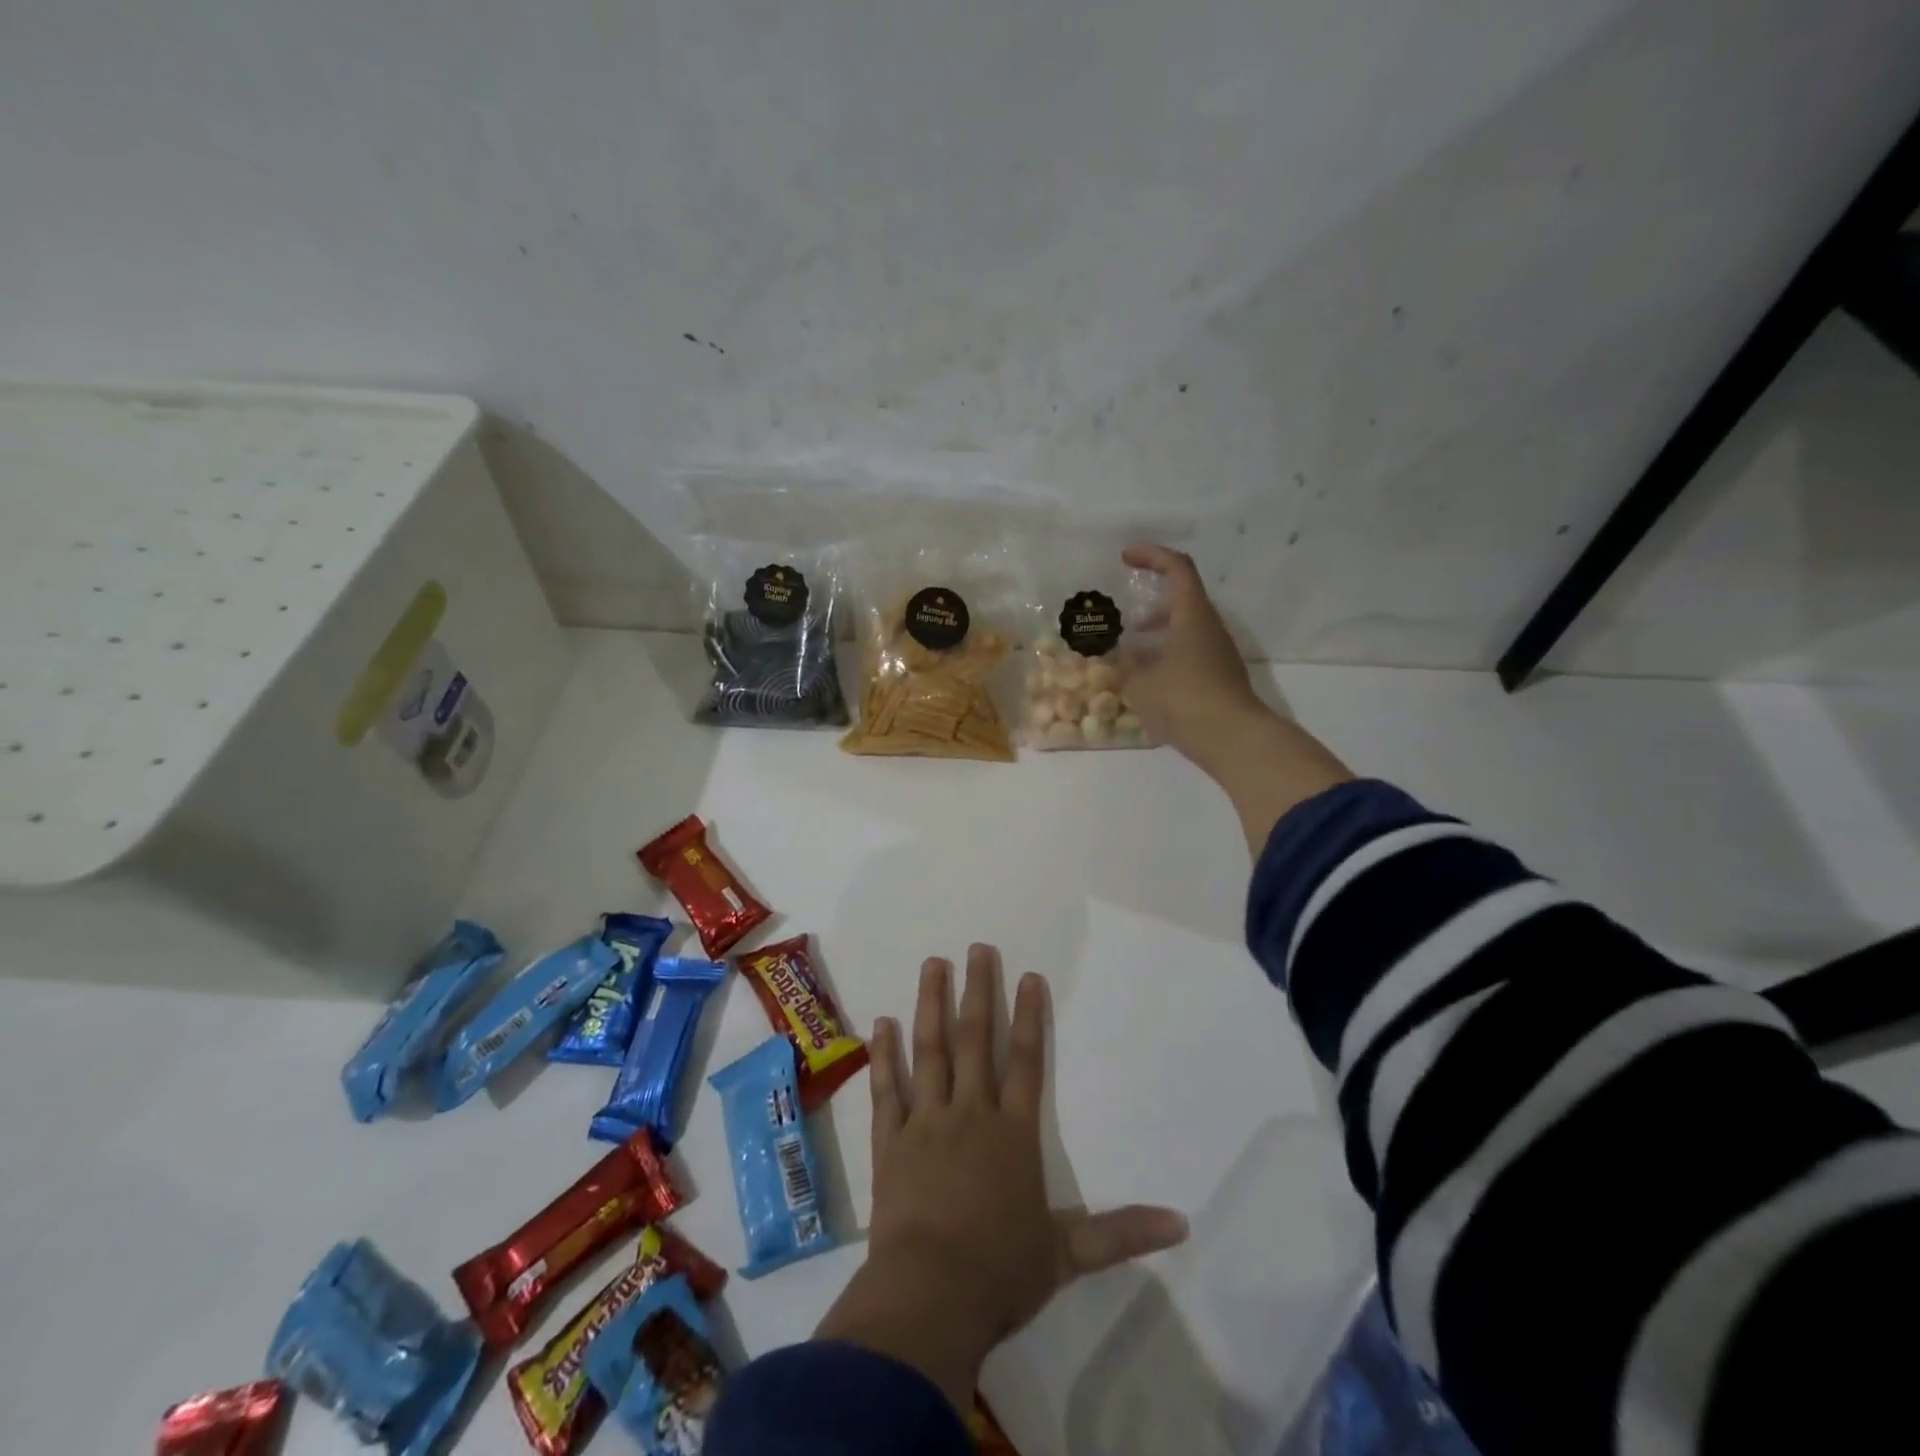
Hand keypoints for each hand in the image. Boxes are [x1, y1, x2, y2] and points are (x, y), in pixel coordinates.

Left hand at [815, 947, 1187, 1413]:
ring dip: (931, 1005)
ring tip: (933, 964)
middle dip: (978, 991)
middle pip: (976, 1040)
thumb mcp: (1069, 1255)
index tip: (1029, 976)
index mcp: (1013, 1133)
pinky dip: (885, 1055)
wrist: (930, 1296)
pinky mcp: (890, 1141)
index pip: (1027, 1061)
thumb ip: (1122, 1233)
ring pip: (930, 1050)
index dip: (1030, 1016)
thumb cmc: (1001, 1272)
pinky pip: (888, 1088)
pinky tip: (882, 1023)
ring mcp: (926, 1122)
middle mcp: (971, 1114)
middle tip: (976, 949)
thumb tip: (1182, 1224)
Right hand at [1122, 544, 1352, 853]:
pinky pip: (1191, 653)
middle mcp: (1210, 627)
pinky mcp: (1221, 676)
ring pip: (1187, 629)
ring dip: (1160, 634)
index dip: (1152, 556)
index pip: (1177, 568)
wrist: (1233, 739)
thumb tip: (1124, 659)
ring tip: (1132, 655)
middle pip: (1183, 599)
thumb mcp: (1140, 684)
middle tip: (1126, 620)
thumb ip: (1127, 667)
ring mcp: (1219, 652)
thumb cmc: (1183, 700)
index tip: (1126, 558)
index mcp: (1192, 616)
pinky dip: (1169, 655)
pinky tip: (1150, 681)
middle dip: (1152, 604)